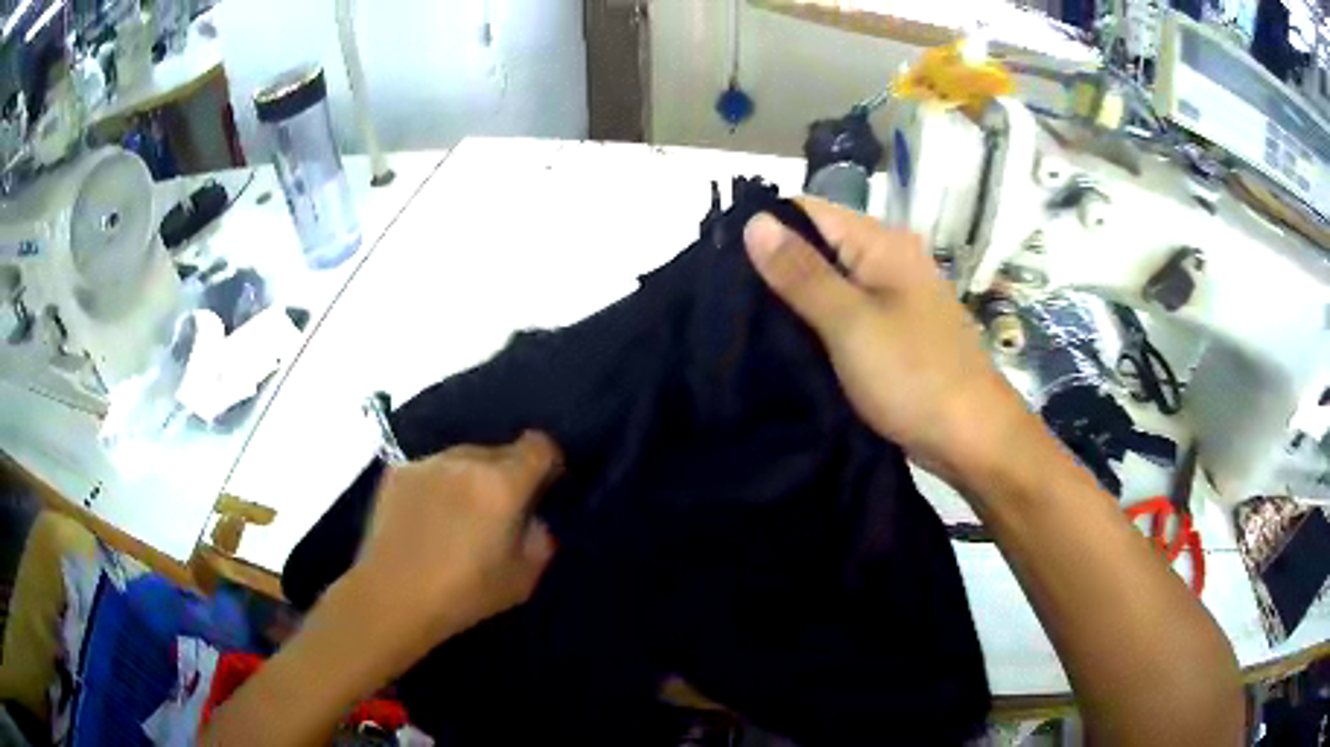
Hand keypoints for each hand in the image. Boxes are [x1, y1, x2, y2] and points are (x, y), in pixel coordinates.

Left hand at [350, 431, 561, 654]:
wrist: (392, 597)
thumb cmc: (464, 594)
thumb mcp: (523, 579)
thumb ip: (541, 540)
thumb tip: (534, 519)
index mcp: (502, 483)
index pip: (539, 445)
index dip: (547, 463)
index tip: (543, 488)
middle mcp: (466, 460)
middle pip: (500, 451)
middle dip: (507, 475)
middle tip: (497, 513)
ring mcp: (427, 462)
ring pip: (463, 458)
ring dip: (470, 478)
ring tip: (456, 517)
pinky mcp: (397, 471)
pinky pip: (431, 469)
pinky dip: (437, 486)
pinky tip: (425, 519)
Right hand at [744, 198, 1029, 482]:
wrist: (971, 438)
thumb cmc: (914, 376)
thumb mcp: (850, 323)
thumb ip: (801, 273)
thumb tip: (754, 221)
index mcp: (881, 243)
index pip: (806, 212)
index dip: (762, 228)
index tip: (717, 263)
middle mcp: (886, 259)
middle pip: (816, 246)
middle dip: (773, 268)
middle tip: (724, 301)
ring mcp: (891, 297)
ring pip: (828, 283)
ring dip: (792, 300)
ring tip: (742, 323)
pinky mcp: (890, 331)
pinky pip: (843, 314)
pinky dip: (815, 324)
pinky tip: (782, 343)